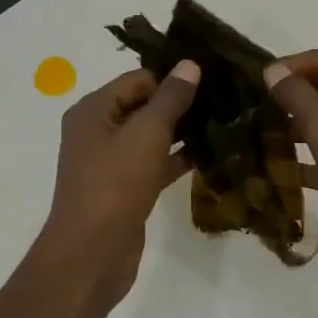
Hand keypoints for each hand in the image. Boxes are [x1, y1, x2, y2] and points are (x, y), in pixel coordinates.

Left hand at [40, 61, 200, 303]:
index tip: (213, 77)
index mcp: (93, 111)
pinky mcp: (125, 189)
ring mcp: (111, 163)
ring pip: (151, 137)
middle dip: (180, 104)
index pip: (137, 79)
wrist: (92, 254)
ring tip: (224, 122)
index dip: (172, 77)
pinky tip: (210, 155)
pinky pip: (154, 164)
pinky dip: (177, 160)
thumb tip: (190, 64)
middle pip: (143, 106)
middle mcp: (98, 131)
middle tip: (225, 98)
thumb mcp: (146, 134)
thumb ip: (170, 98)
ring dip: (182, 132)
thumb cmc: (114, 185)